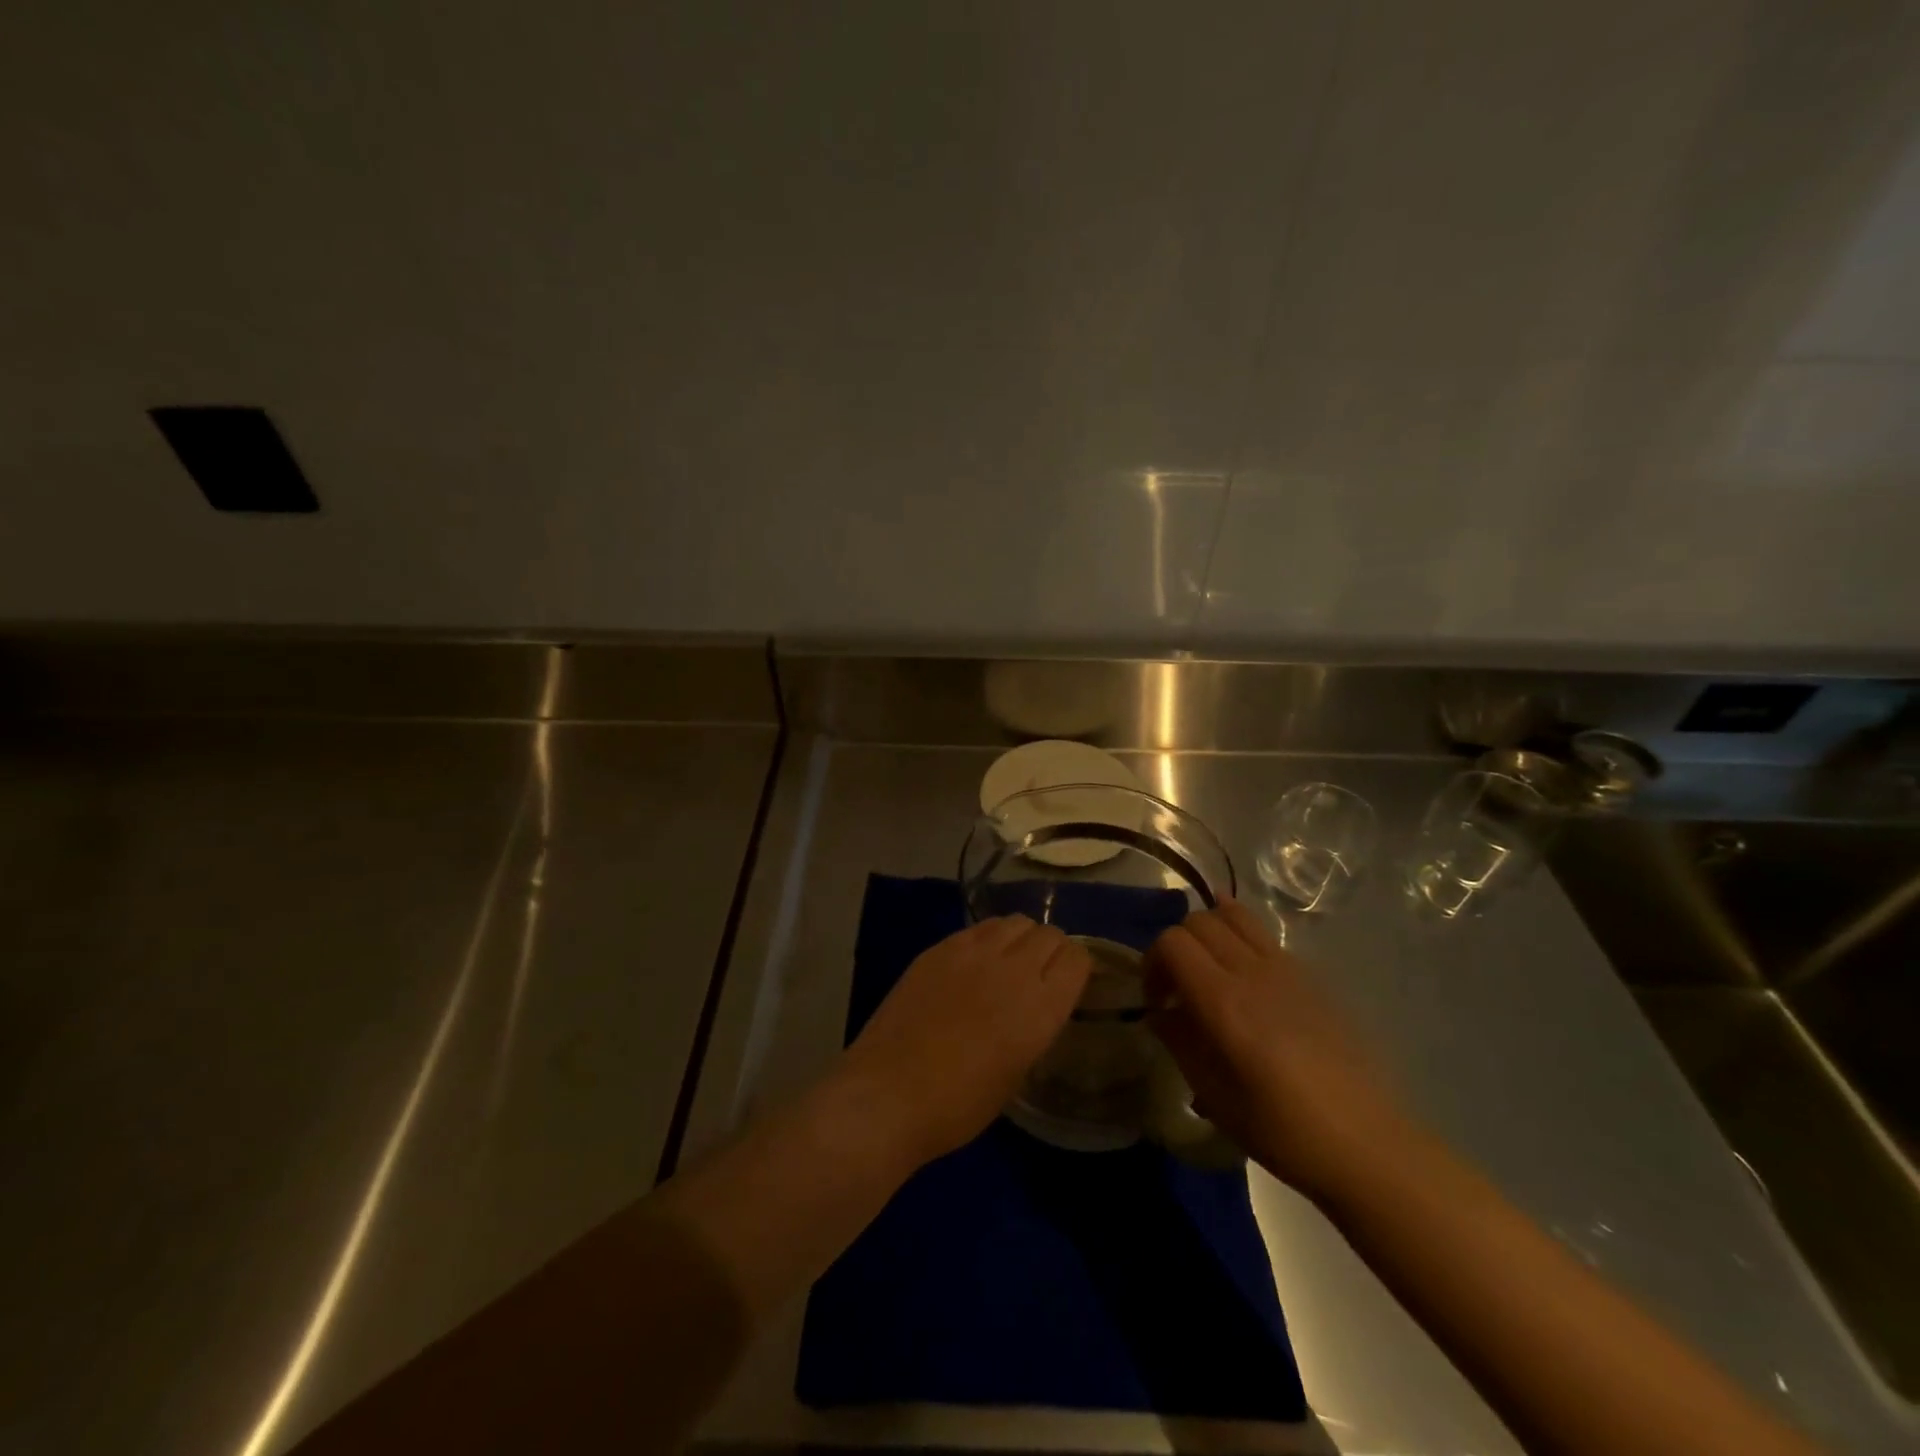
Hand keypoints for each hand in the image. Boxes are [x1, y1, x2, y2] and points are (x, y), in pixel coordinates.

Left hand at [837, 916, 1091, 1165]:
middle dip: (1052, 948)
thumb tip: (1034, 1006)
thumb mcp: (1016, 1074)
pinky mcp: (939, 948)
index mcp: (1041, 1008)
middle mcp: (1014, 970)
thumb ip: (1033, 1028)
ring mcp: (973, 953)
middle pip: (1049, 933)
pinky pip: (978, 928)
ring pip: (1015, 922)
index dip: (1077, 966)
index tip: (1069, 981)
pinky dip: (988, 938)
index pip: (1077, 958)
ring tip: (1008, 960)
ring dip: (1021, 938)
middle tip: (1040, 971)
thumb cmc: (958, 1106)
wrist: (889, 1093)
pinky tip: (975, 962)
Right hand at [1145, 899, 1410, 1202]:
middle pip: (1198, 922)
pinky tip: (1240, 967)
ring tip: (1208, 964)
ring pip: (1234, 915)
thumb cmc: (1280, 1129)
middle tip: (1178, 986)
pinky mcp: (1310, 975)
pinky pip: (1264, 935)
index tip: (1157, 1001)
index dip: (1153, 964)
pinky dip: (1240, 935)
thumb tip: (1161, 1012)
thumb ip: (1178, 1040)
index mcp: (1223, 1001)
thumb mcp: (1212, 1094)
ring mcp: (1285, 968)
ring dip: (1209, 930)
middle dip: (1176, 946)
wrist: (1363, 1143)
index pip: (1171, 942)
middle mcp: (1251, 971)